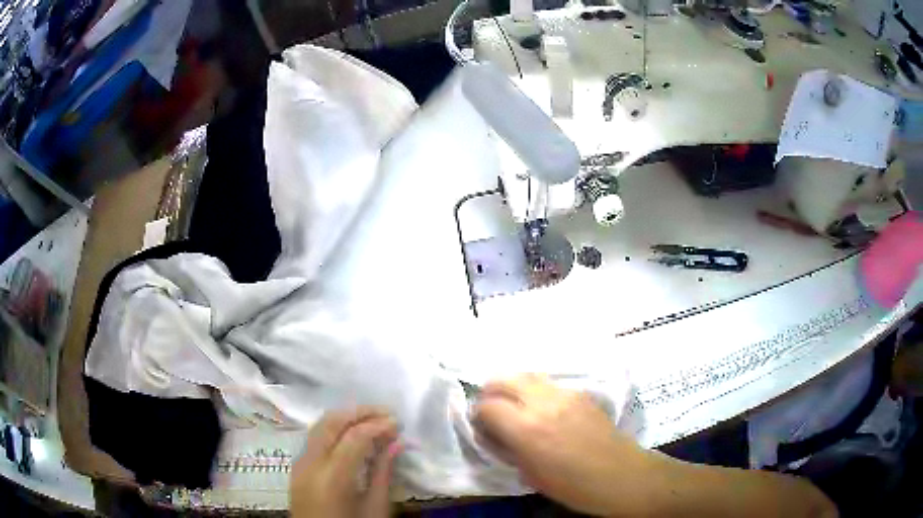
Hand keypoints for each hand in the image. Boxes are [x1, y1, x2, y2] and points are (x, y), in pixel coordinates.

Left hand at [290, 407, 401, 517]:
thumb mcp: (375, 509)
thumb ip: (383, 473)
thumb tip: (397, 443)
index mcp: (331, 478)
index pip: (354, 437)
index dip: (378, 425)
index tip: (398, 422)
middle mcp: (310, 464)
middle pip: (330, 422)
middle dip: (359, 412)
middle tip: (386, 413)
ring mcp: (299, 464)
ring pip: (319, 426)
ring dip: (345, 418)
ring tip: (372, 420)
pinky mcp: (297, 468)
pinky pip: (314, 438)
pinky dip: (334, 430)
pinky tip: (352, 436)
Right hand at [473, 374, 644, 515]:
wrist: (621, 476)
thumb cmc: (573, 486)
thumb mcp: (530, 475)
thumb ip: (507, 448)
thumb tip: (493, 433)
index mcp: (527, 428)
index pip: (487, 406)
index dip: (478, 416)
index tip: (482, 428)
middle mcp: (543, 403)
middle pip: (503, 379)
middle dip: (490, 393)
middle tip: (493, 413)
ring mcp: (564, 394)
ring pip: (527, 375)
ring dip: (513, 387)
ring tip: (515, 407)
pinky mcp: (580, 393)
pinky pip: (548, 384)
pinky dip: (535, 391)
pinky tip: (541, 410)